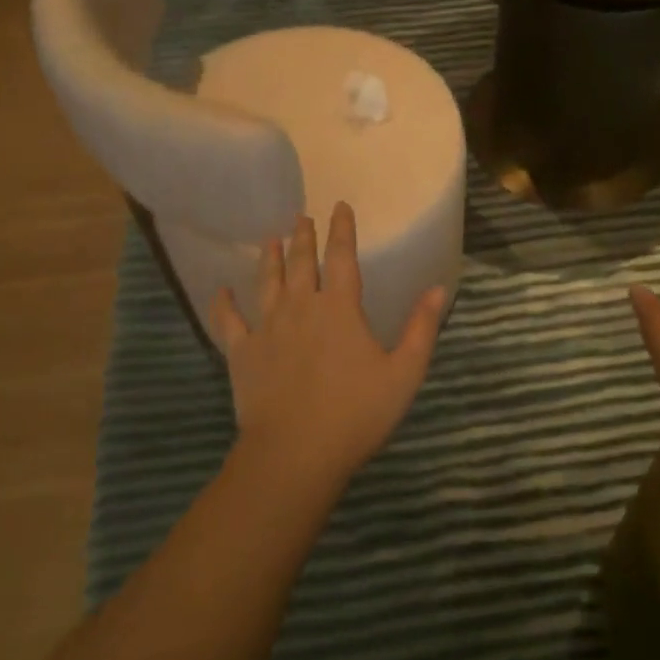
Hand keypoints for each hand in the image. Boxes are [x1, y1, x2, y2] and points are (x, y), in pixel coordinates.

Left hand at [211, 202, 446, 489]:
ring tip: (270, 238)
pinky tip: (221, 290)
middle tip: (301, 217)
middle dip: (303, 236)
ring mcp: (267, 327)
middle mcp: (301, 306)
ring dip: (269, 257)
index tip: (339, 206)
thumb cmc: (356, 413)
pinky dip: (223, 303)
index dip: (342, 229)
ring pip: (267, 282)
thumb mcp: (404, 372)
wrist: (295, 453)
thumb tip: (437, 288)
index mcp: (340, 308)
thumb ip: (421, 328)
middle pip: (300, 262)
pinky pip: (228, 321)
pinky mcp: (242, 352)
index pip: (341, 256)